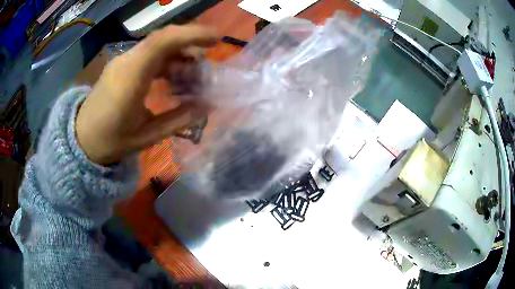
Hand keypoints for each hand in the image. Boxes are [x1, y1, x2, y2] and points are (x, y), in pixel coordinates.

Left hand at [75, 25, 217, 164]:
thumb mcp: (146, 137)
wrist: (82, 138)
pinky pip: (150, 53)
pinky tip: (174, 78)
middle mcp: (126, 61)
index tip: (216, 39)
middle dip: (191, 44)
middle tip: (206, 65)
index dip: (192, 35)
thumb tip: (206, 106)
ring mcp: (123, 61)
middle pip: (163, 38)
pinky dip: (168, 60)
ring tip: (192, 76)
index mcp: (130, 78)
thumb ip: (178, 120)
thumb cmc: (110, 141)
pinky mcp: (123, 64)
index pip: (162, 42)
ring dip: (180, 54)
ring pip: (158, 45)